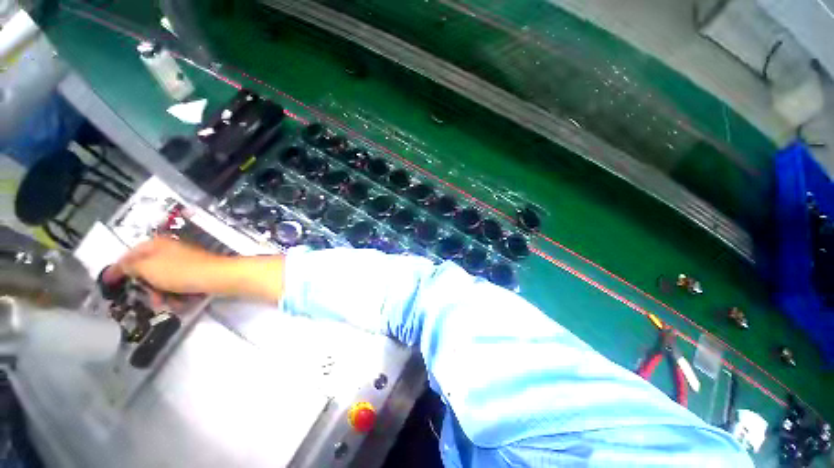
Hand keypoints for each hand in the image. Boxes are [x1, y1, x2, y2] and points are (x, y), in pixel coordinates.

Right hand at [106, 237, 284, 302]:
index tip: (107, 284)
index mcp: (156, 244)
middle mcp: (170, 250)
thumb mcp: (147, 268)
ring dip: (162, 294)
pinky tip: (181, 302)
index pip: (129, 255)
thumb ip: (130, 267)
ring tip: (167, 303)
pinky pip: (179, 285)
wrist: (218, 276)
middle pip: (147, 270)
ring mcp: (185, 261)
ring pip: (163, 281)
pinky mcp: (197, 272)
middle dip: (146, 287)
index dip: (118, 269)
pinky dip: (177, 294)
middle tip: (150, 299)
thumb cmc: (180, 271)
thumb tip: (119, 267)